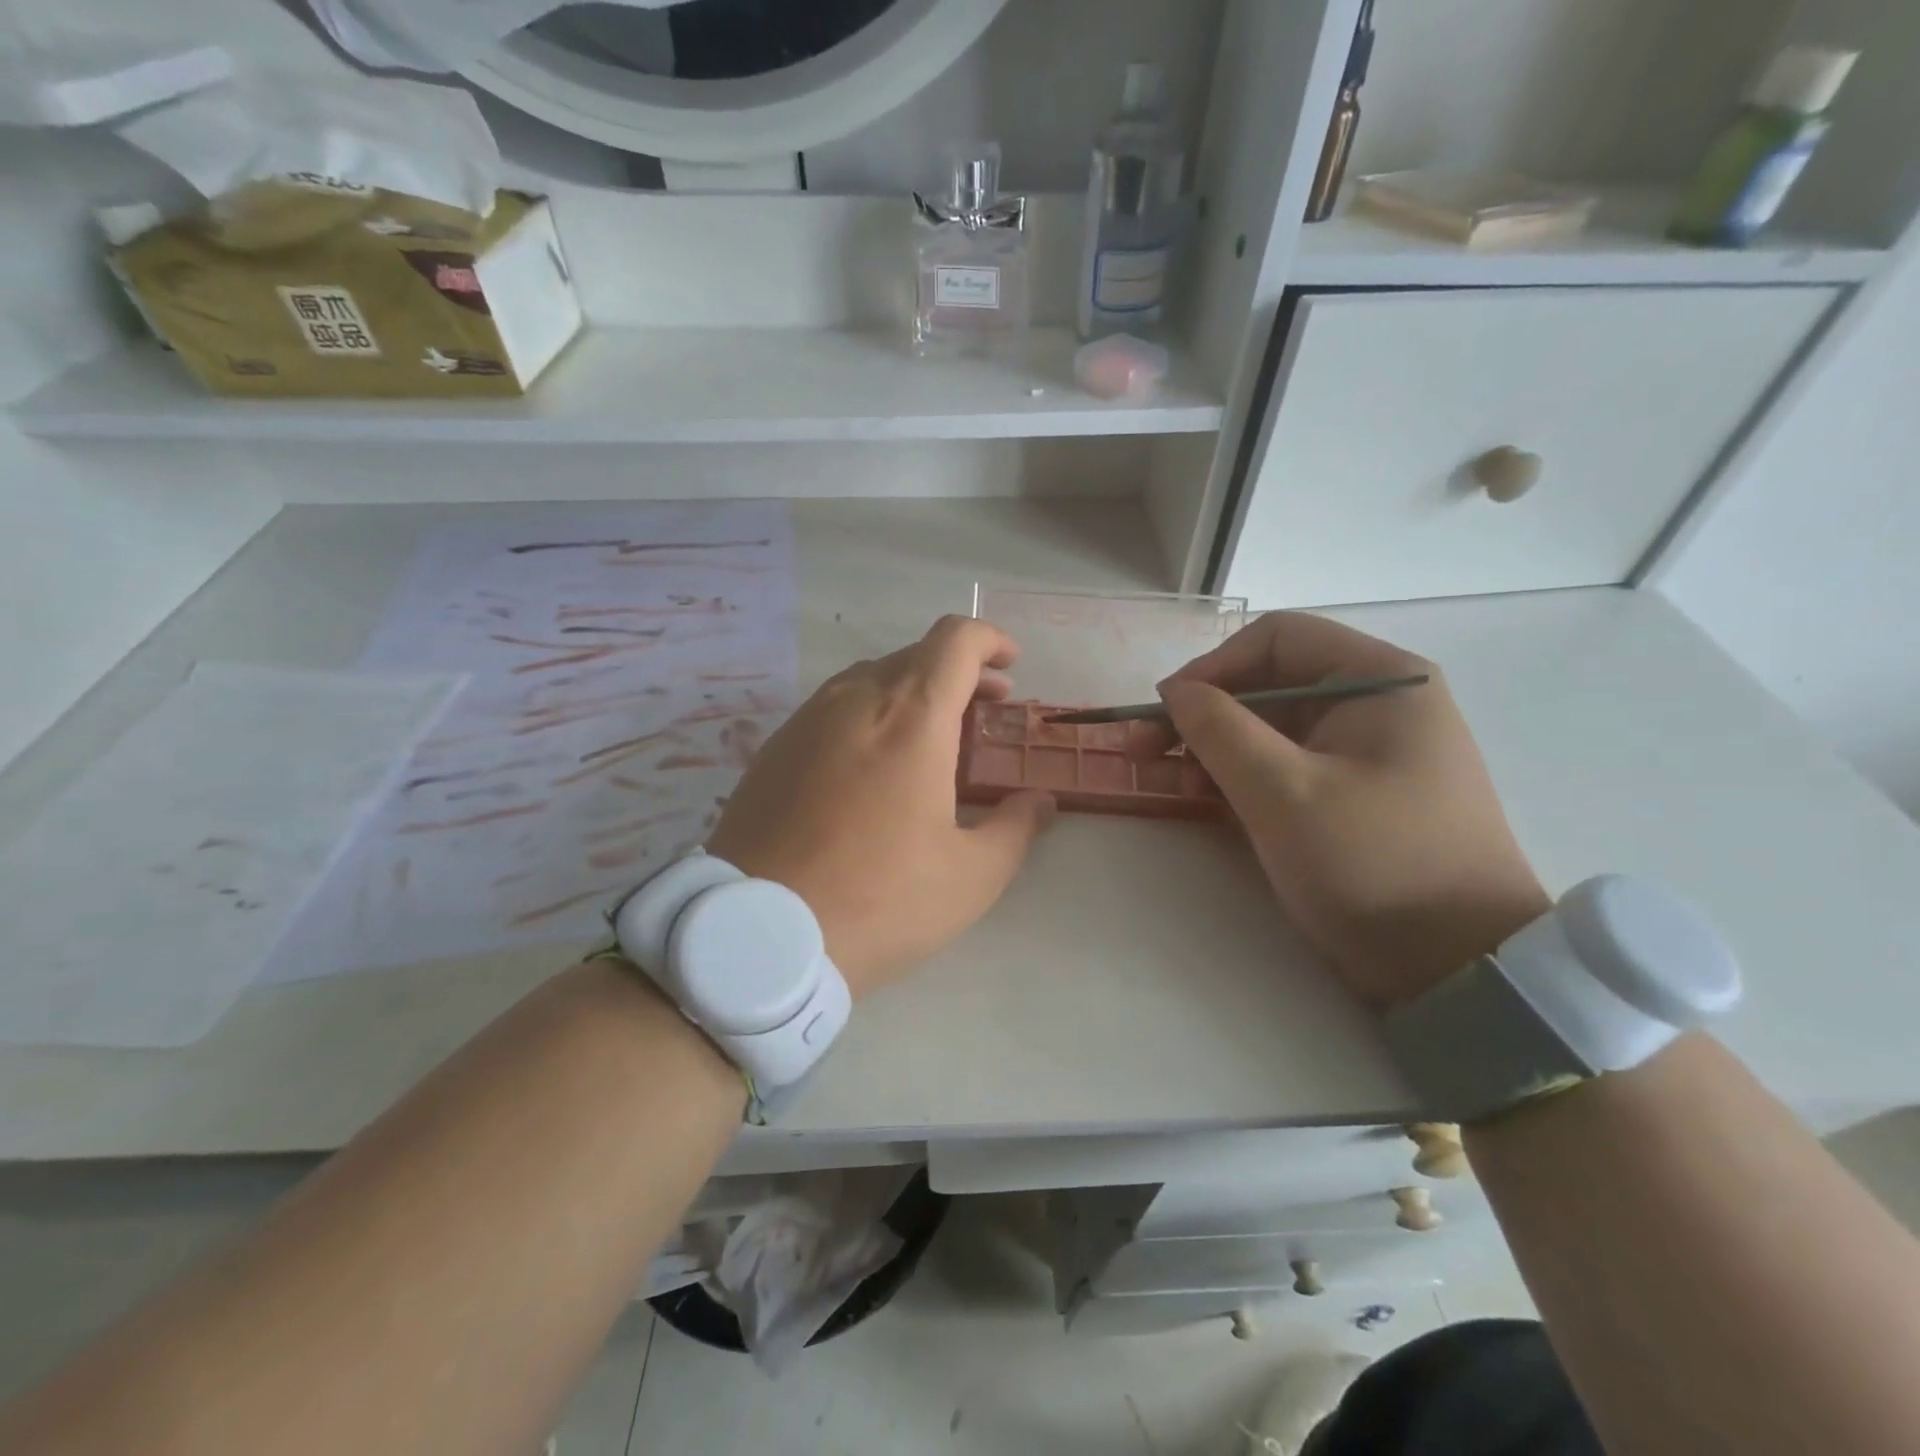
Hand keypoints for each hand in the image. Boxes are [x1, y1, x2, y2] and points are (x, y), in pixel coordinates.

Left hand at [707, 616, 1055, 1000]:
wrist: (759, 935)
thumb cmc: (879, 900)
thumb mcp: (970, 876)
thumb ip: (1016, 828)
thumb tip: (1040, 801)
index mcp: (912, 717)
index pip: (956, 639)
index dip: (990, 640)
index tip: (1010, 667)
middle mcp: (856, 700)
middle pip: (915, 656)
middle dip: (959, 674)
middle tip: (983, 715)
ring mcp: (806, 720)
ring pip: (871, 679)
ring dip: (911, 693)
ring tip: (931, 739)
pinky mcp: (773, 748)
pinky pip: (832, 708)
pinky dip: (869, 715)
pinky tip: (872, 767)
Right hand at [1155, 612, 1549, 1009]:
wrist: (1458, 967)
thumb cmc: (1372, 863)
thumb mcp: (1283, 792)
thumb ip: (1218, 729)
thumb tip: (1174, 690)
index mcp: (1379, 680)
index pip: (1277, 638)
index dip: (1212, 666)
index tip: (1164, 710)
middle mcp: (1376, 702)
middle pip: (1269, 681)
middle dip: (1202, 712)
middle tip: (1144, 748)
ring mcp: (1366, 751)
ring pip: (1271, 727)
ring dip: (1212, 746)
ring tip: (1165, 778)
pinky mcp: (1354, 793)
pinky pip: (1285, 764)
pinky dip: (1239, 775)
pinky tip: (1202, 795)